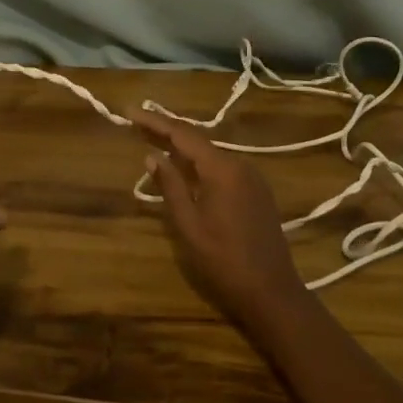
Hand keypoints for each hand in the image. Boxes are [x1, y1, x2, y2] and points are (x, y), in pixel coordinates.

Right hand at [129, 110, 310, 334]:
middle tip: (136, 123)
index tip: (130, 111)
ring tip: (154, 140)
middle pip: (197, 140)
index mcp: (222, 168)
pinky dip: (199, 162)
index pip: (183, 134)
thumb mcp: (189, 225)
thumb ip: (171, 186)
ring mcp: (252, 177)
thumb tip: (152, 156)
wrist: (272, 291)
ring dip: (183, 146)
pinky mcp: (257, 191)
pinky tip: (185, 166)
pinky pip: (223, 167)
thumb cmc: (224, 260)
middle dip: (166, 131)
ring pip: (211, 153)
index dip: (155, 121)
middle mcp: (240, 164)